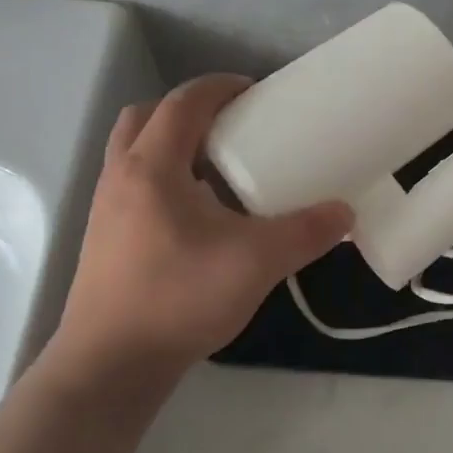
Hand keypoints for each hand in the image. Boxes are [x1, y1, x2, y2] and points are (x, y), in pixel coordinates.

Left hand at [45, 76, 350, 404]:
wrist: (109, 366)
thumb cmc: (178, 299)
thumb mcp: (256, 262)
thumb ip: (306, 232)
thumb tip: (346, 213)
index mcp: (152, 167)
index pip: (183, 103)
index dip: (220, 87)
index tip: (256, 91)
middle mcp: (122, 177)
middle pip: (146, 117)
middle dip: (189, 110)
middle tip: (231, 125)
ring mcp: (107, 209)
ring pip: (135, 151)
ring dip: (173, 143)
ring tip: (217, 166)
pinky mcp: (106, 238)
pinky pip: (134, 184)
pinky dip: (164, 177)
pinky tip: (199, 213)